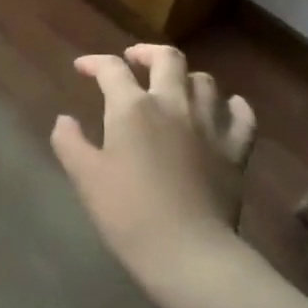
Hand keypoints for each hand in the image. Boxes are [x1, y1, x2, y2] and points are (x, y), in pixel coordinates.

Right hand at [51, 45, 256, 291]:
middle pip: (167, 59)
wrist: (189, 254)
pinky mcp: (236, 151)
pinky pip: (242, 117)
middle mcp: (173, 105)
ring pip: (204, 82)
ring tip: (174, 87)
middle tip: (134, 61)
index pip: (111, 69)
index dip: (94, 63)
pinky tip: (227, 108)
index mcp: (133, 107)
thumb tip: (65, 120)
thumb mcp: (85, 177)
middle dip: (147, 53)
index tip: (82, 68)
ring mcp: (209, 126)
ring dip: (186, 78)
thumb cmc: (128, 213)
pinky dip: (234, 106)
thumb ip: (69, 142)